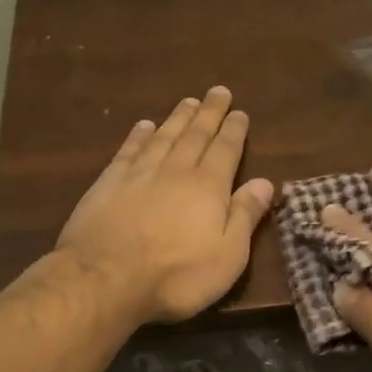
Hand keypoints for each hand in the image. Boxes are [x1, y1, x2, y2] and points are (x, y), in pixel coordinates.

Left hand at [56, 87, 274, 324]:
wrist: (105, 280)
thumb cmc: (176, 275)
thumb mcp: (228, 255)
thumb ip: (246, 215)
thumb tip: (266, 182)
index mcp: (208, 187)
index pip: (226, 150)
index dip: (234, 130)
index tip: (239, 112)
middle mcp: (176, 171)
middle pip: (196, 135)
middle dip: (209, 113)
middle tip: (217, 91)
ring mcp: (139, 174)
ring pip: (163, 137)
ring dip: (177, 118)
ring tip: (188, 101)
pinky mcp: (108, 184)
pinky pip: (128, 151)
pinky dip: (138, 136)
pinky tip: (144, 125)